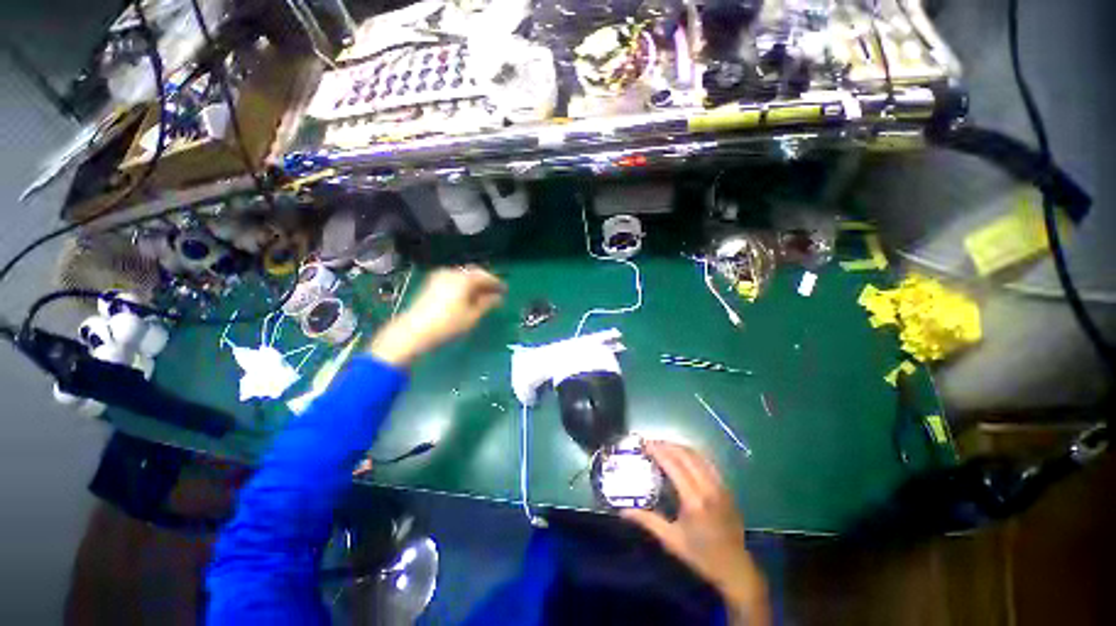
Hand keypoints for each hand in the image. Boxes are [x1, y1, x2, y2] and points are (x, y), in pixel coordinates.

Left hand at [368, 266, 505, 365]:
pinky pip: (453, 279)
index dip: (497, 283)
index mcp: (464, 279)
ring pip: (462, 276)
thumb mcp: (472, 316)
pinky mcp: (431, 284)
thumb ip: (487, 304)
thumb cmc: (448, 324)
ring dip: (474, 283)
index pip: (485, 276)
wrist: (413, 331)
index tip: (505, 290)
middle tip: (495, 292)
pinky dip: (463, 285)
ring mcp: (439, 277)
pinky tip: (466, 296)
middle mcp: (452, 273)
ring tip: (482, 295)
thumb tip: (498, 298)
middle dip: (485, 281)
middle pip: (473, 273)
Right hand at [622, 441, 770, 625]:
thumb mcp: (671, 540)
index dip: (658, 451)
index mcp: (694, 500)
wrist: (736, 568)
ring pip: (699, 456)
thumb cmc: (701, 556)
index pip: (674, 465)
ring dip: (680, 448)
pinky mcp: (727, 488)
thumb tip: (623, 510)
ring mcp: (720, 486)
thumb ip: (647, 521)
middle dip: (667, 445)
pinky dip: (693, 455)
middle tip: (651, 443)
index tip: (645, 444)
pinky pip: (708, 463)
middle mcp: (708, 488)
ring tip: (664, 446)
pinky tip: (684, 457)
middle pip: (686, 455)